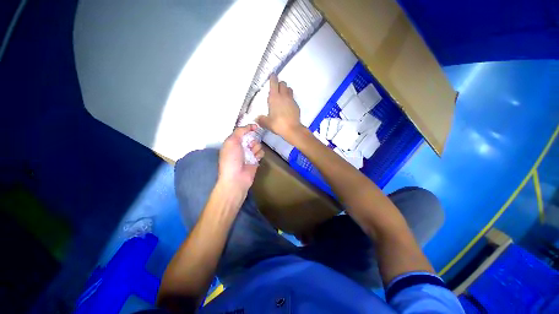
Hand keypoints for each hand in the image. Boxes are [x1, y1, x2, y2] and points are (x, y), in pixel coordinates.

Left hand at [218, 124, 263, 194]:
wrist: (236, 178)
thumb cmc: (232, 159)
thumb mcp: (232, 141)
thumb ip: (240, 131)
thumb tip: (250, 126)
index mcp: (233, 142)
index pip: (243, 131)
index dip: (249, 128)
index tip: (256, 127)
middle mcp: (241, 147)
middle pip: (252, 137)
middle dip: (253, 139)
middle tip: (250, 145)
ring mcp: (249, 153)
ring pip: (257, 144)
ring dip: (256, 147)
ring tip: (252, 154)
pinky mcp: (255, 160)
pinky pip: (261, 152)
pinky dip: (259, 154)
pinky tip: (256, 158)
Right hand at [257, 75, 304, 142]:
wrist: (292, 129)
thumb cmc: (278, 124)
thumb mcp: (267, 123)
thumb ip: (261, 119)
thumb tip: (257, 119)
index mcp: (274, 98)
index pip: (274, 82)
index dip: (273, 78)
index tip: (272, 76)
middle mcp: (283, 96)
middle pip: (283, 83)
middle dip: (279, 84)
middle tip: (276, 89)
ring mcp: (291, 100)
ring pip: (289, 89)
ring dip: (286, 90)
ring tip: (283, 96)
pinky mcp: (296, 105)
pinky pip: (293, 98)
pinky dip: (290, 99)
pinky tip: (288, 106)